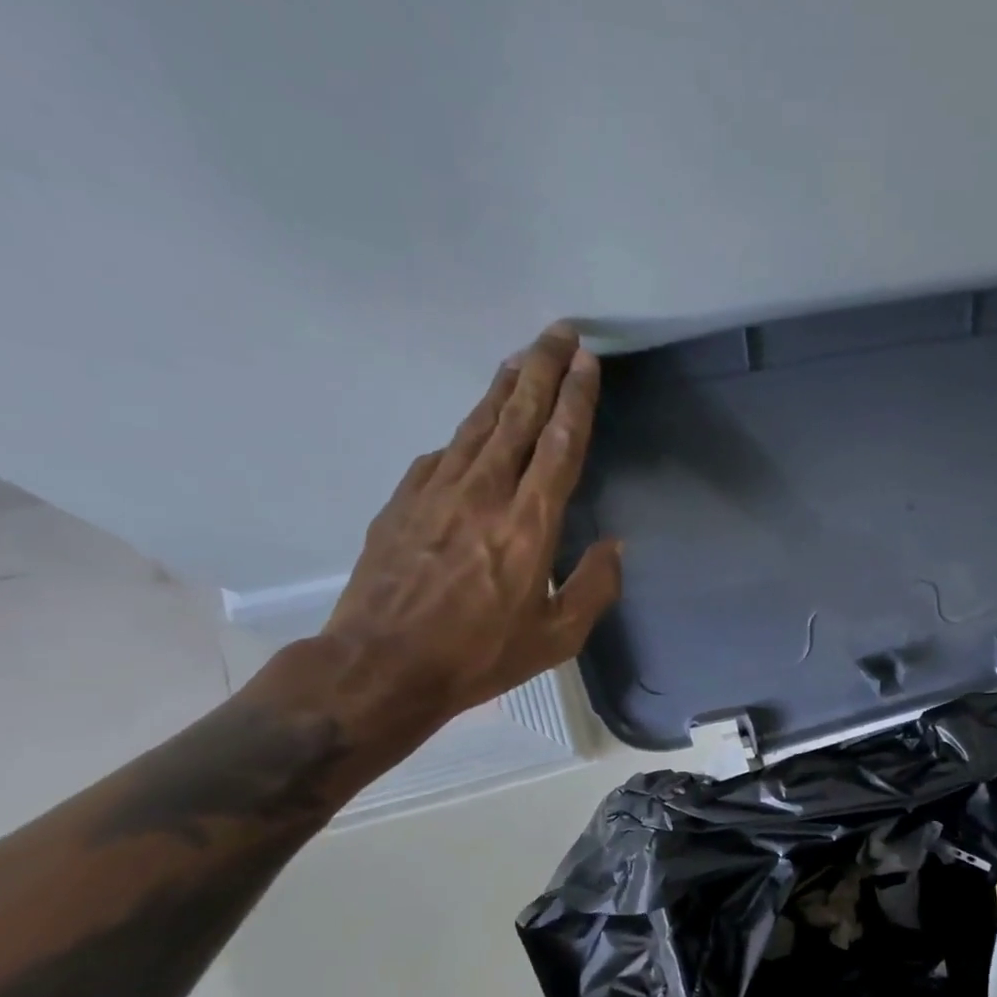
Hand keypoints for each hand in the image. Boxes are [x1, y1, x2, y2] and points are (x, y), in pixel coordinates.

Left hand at [318, 323, 620, 740]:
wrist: (381, 666)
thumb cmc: (479, 656)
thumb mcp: (557, 638)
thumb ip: (594, 587)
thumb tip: (614, 547)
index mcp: (529, 525)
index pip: (559, 445)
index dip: (575, 400)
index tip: (587, 362)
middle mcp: (485, 493)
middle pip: (517, 415)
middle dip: (542, 368)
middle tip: (559, 331)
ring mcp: (437, 491)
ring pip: (478, 423)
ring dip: (503, 386)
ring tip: (521, 358)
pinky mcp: (404, 500)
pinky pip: (444, 454)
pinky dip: (467, 433)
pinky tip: (474, 430)